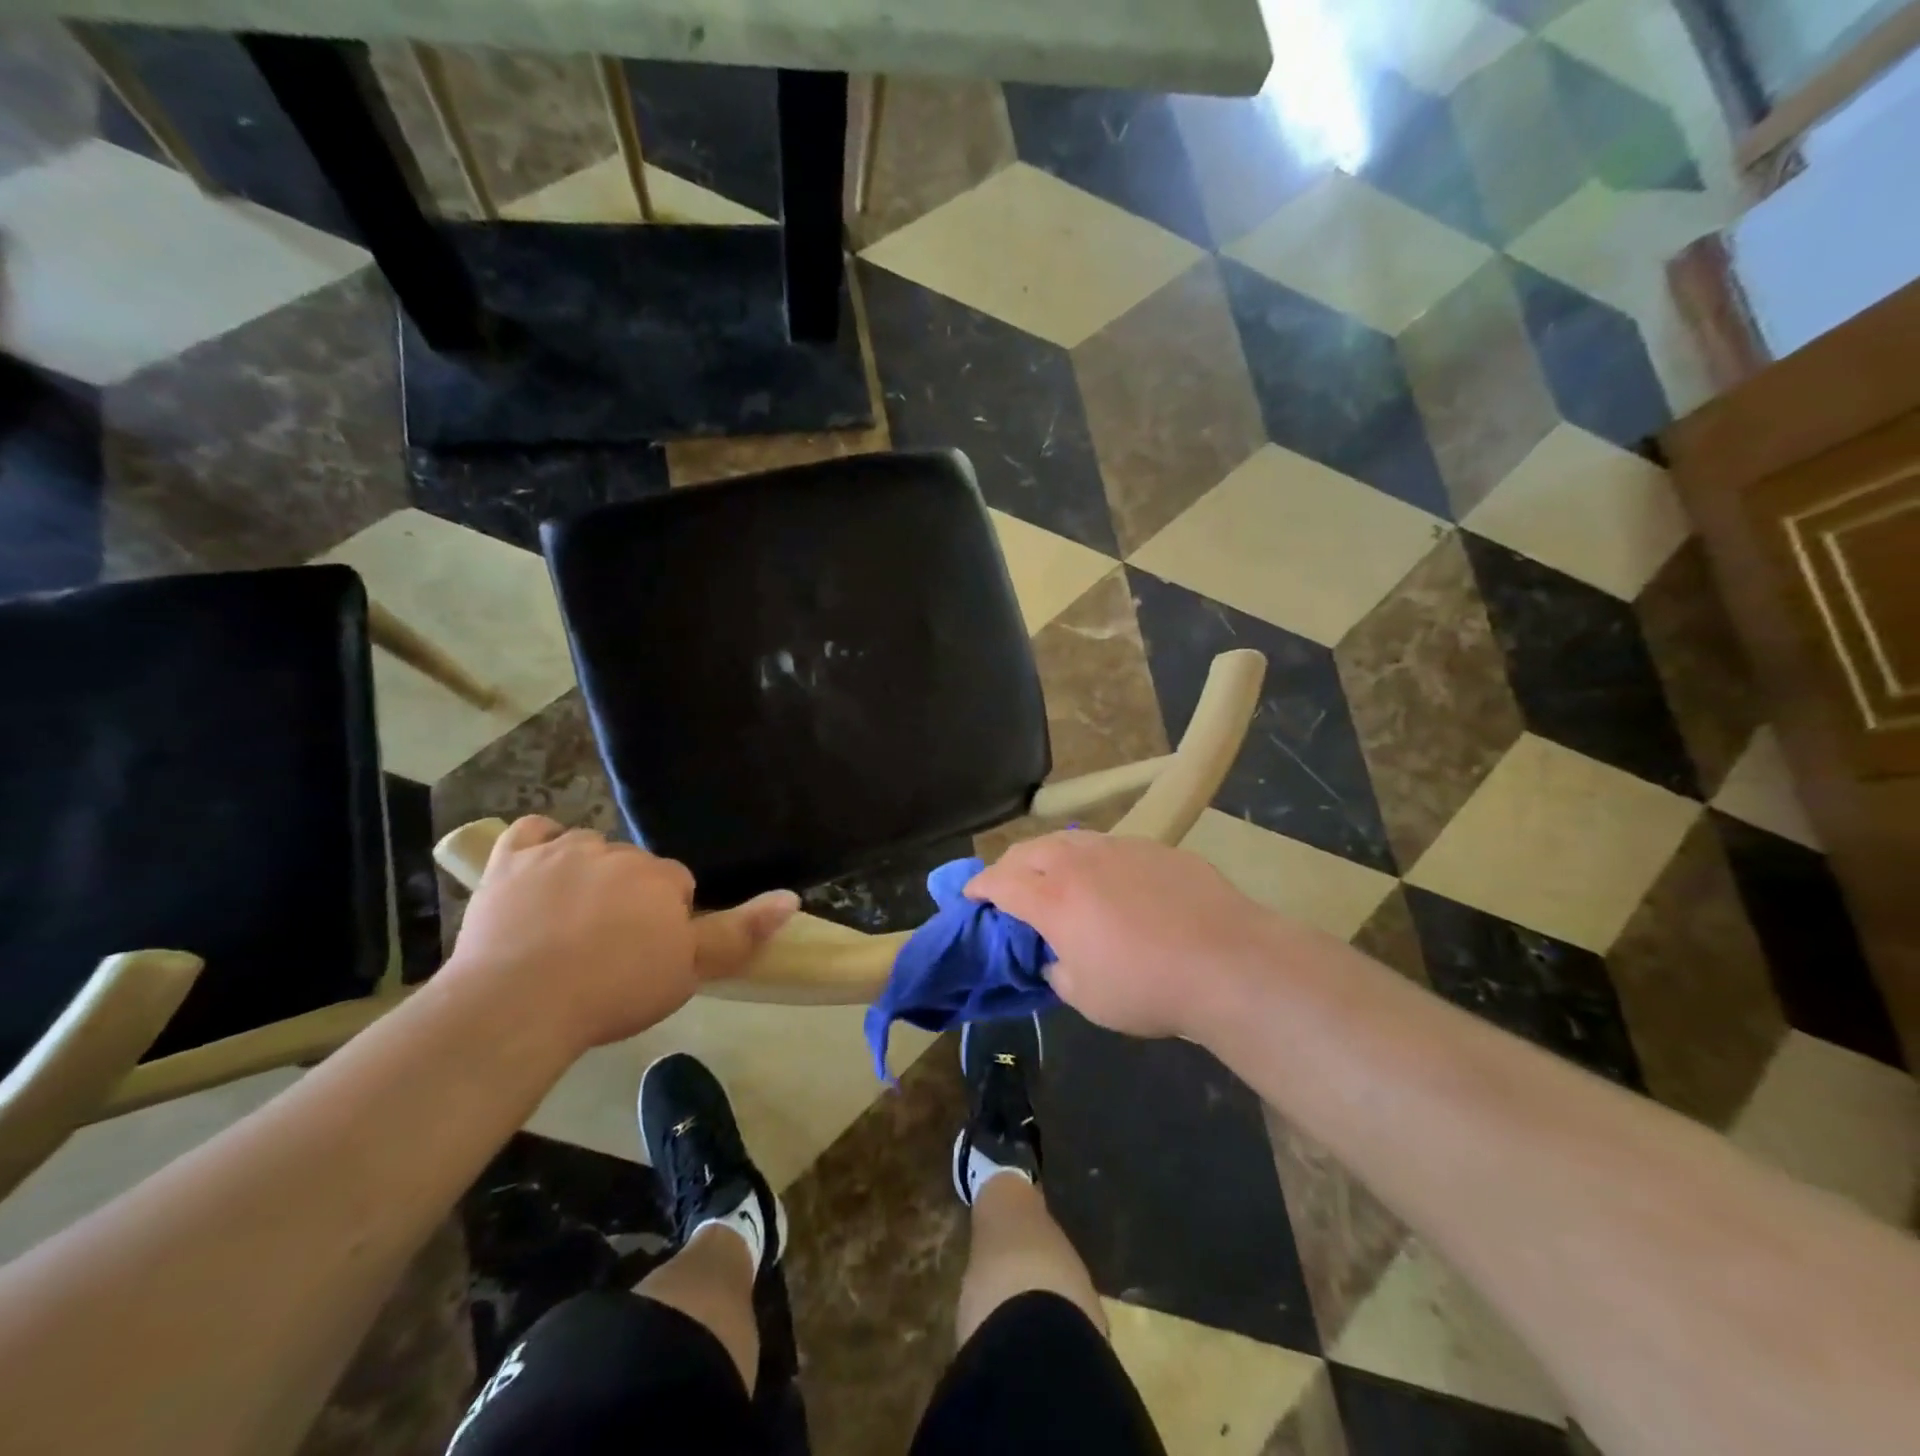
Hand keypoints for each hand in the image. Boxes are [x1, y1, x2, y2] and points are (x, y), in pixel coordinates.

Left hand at [445, 816, 797, 1053]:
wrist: (519, 1005)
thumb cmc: (613, 990)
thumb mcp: (689, 971)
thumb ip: (741, 932)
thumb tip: (792, 897)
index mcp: (661, 878)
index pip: (677, 884)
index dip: (668, 917)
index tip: (652, 951)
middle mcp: (617, 853)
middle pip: (634, 865)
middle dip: (629, 895)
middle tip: (612, 945)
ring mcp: (560, 853)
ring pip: (587, 847)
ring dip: (588, 871)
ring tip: (571, 919)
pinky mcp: (511, 861)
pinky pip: (533, 832)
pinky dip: (540, 844)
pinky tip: (540, 868)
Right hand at [966, 831, 1279, 1039]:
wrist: (1228, 962)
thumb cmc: (1147, 987)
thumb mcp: (1086, 996)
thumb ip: (1058, 969)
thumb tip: (1057, 955)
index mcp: (1053, 899)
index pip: (1000, 882)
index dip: (979, 887)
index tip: (970, 896)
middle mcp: (1079, 862)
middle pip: (1029, 850)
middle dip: (1009, 866)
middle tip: (1007, 885)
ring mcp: (1120, 848)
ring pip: (1069, 840)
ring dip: (1049, 855)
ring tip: (1053, 874)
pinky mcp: (1156, 848)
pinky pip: (1110, 847)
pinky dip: (1093, 860)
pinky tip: (1111, 882)